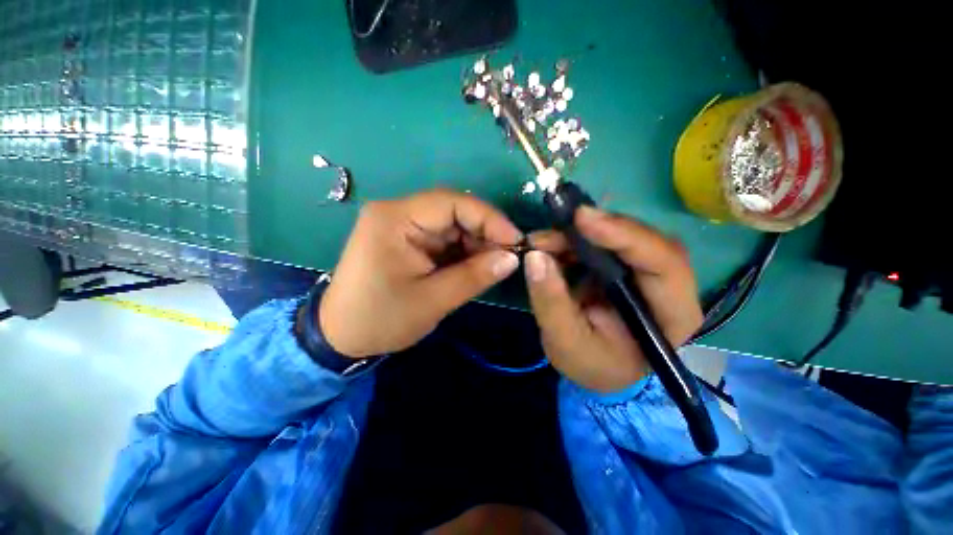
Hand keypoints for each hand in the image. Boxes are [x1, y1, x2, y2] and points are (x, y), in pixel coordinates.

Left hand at [320, 189, 522, 357]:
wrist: (341, 337)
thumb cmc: (381, 319)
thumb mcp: (433, 300)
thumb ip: (474, 276)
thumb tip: (512, 258)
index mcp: (396, 219)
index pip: (452, 202)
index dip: (489, 218)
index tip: (516, 241)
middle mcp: (398, 213)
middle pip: (454, 211)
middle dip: (484, 233)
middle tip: (508, 258)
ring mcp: (402, 225)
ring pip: (452, 225)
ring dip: (476, 244)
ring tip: (493, 266)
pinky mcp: (407, 240)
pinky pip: (444, 238)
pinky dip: (463, 252)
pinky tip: (474, 267)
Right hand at [525, 207, 702, 392]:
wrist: (595, 366)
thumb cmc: (591, 363)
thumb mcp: (565, 343)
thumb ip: (551, 303)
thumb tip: (535, 257)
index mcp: (672, 316)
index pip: (665, 264)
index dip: (626, 235)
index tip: (582, 219)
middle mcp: (668, 287)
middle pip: (644, 241)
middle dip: (597, 230)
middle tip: (554, 227)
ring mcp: (645, 272)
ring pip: (620, 236)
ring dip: (579, 234)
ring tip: (542, 241)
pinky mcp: (623, 265)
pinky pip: (602, 242)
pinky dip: (574, 240)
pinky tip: (551, 246)